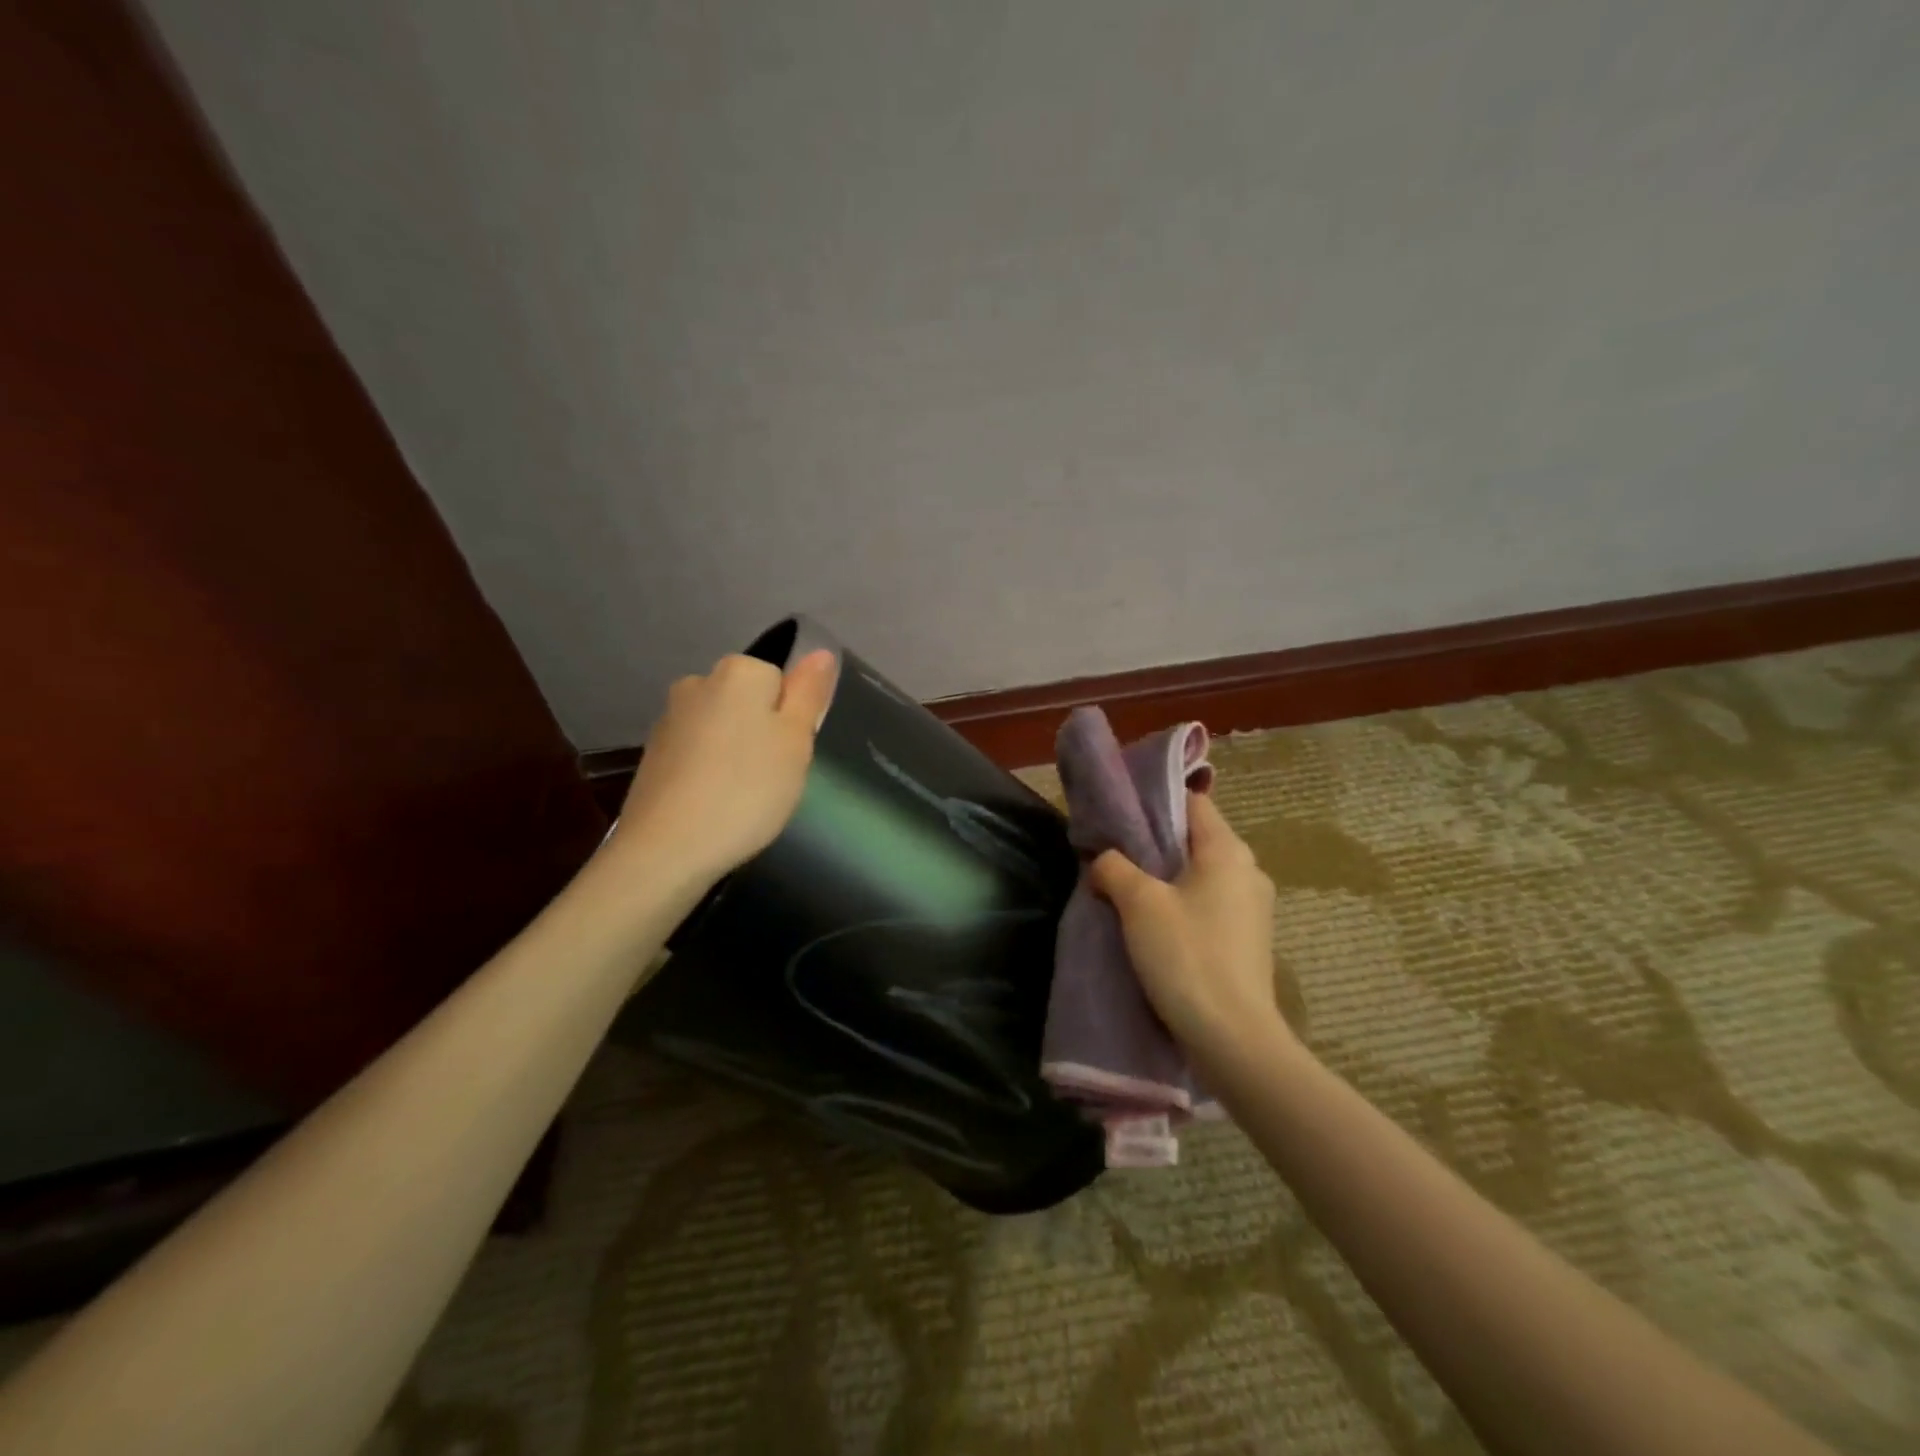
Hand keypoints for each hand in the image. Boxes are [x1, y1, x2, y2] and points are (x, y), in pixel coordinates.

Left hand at [613, 649, 837, 884]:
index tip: (790, 753)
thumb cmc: (747, 790)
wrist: (667, 848)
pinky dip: (709, 770)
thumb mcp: (796, 741)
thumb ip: (809, 692)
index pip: (780, 679)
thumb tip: (821, 653)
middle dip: (763, 732)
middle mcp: (699, 683)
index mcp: (739, 672)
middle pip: (748, 700)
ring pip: (722, 727)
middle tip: (773, 776)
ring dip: (735, 751)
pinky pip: (697, 752)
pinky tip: (712, 803)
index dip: (791, 717)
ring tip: (741, 796)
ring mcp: (670, 718)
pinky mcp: (653, 754)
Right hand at [1089, 792, 1289, 1060]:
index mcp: (1228, 851)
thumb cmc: (1187, 957)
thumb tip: (1103, 859)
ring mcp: (1253, 908)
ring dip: (1166, 878)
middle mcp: (1248, 871)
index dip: (1156, 802)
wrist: (1233, 1039)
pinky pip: (1209, 905)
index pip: (1193, 803)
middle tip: (1114, 853)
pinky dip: (1181, 904)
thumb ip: (1114, 868)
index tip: (1120, 813)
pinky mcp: (1248, 940)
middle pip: (1195, 840)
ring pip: (1200, 875)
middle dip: (1155, 844)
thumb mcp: (1139, 904)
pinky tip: (1154, 925)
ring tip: (1126, 889)